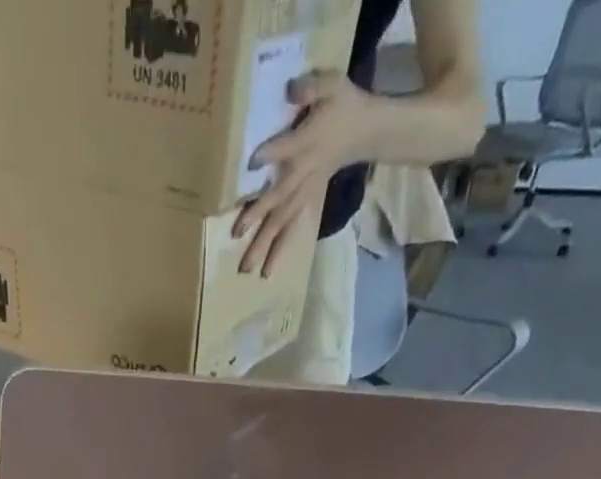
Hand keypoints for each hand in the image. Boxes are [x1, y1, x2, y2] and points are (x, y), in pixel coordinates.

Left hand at [236, 71, 371, 277]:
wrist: (365, 131)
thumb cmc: (343, 105)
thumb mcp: (331, 84)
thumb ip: (311, 87)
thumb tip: (292, 90)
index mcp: (307, 143)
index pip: (286, 148)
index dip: (270, 153)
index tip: (251, 162)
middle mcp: (303, 174)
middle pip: (278, 198)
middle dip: (258, 216)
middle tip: (236, 234)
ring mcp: (305, 194)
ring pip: (283, 223)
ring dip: (265, 247)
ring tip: (248, 270)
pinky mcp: (307, 204)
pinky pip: (292, 231)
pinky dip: (280, 251)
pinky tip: (267, 271)